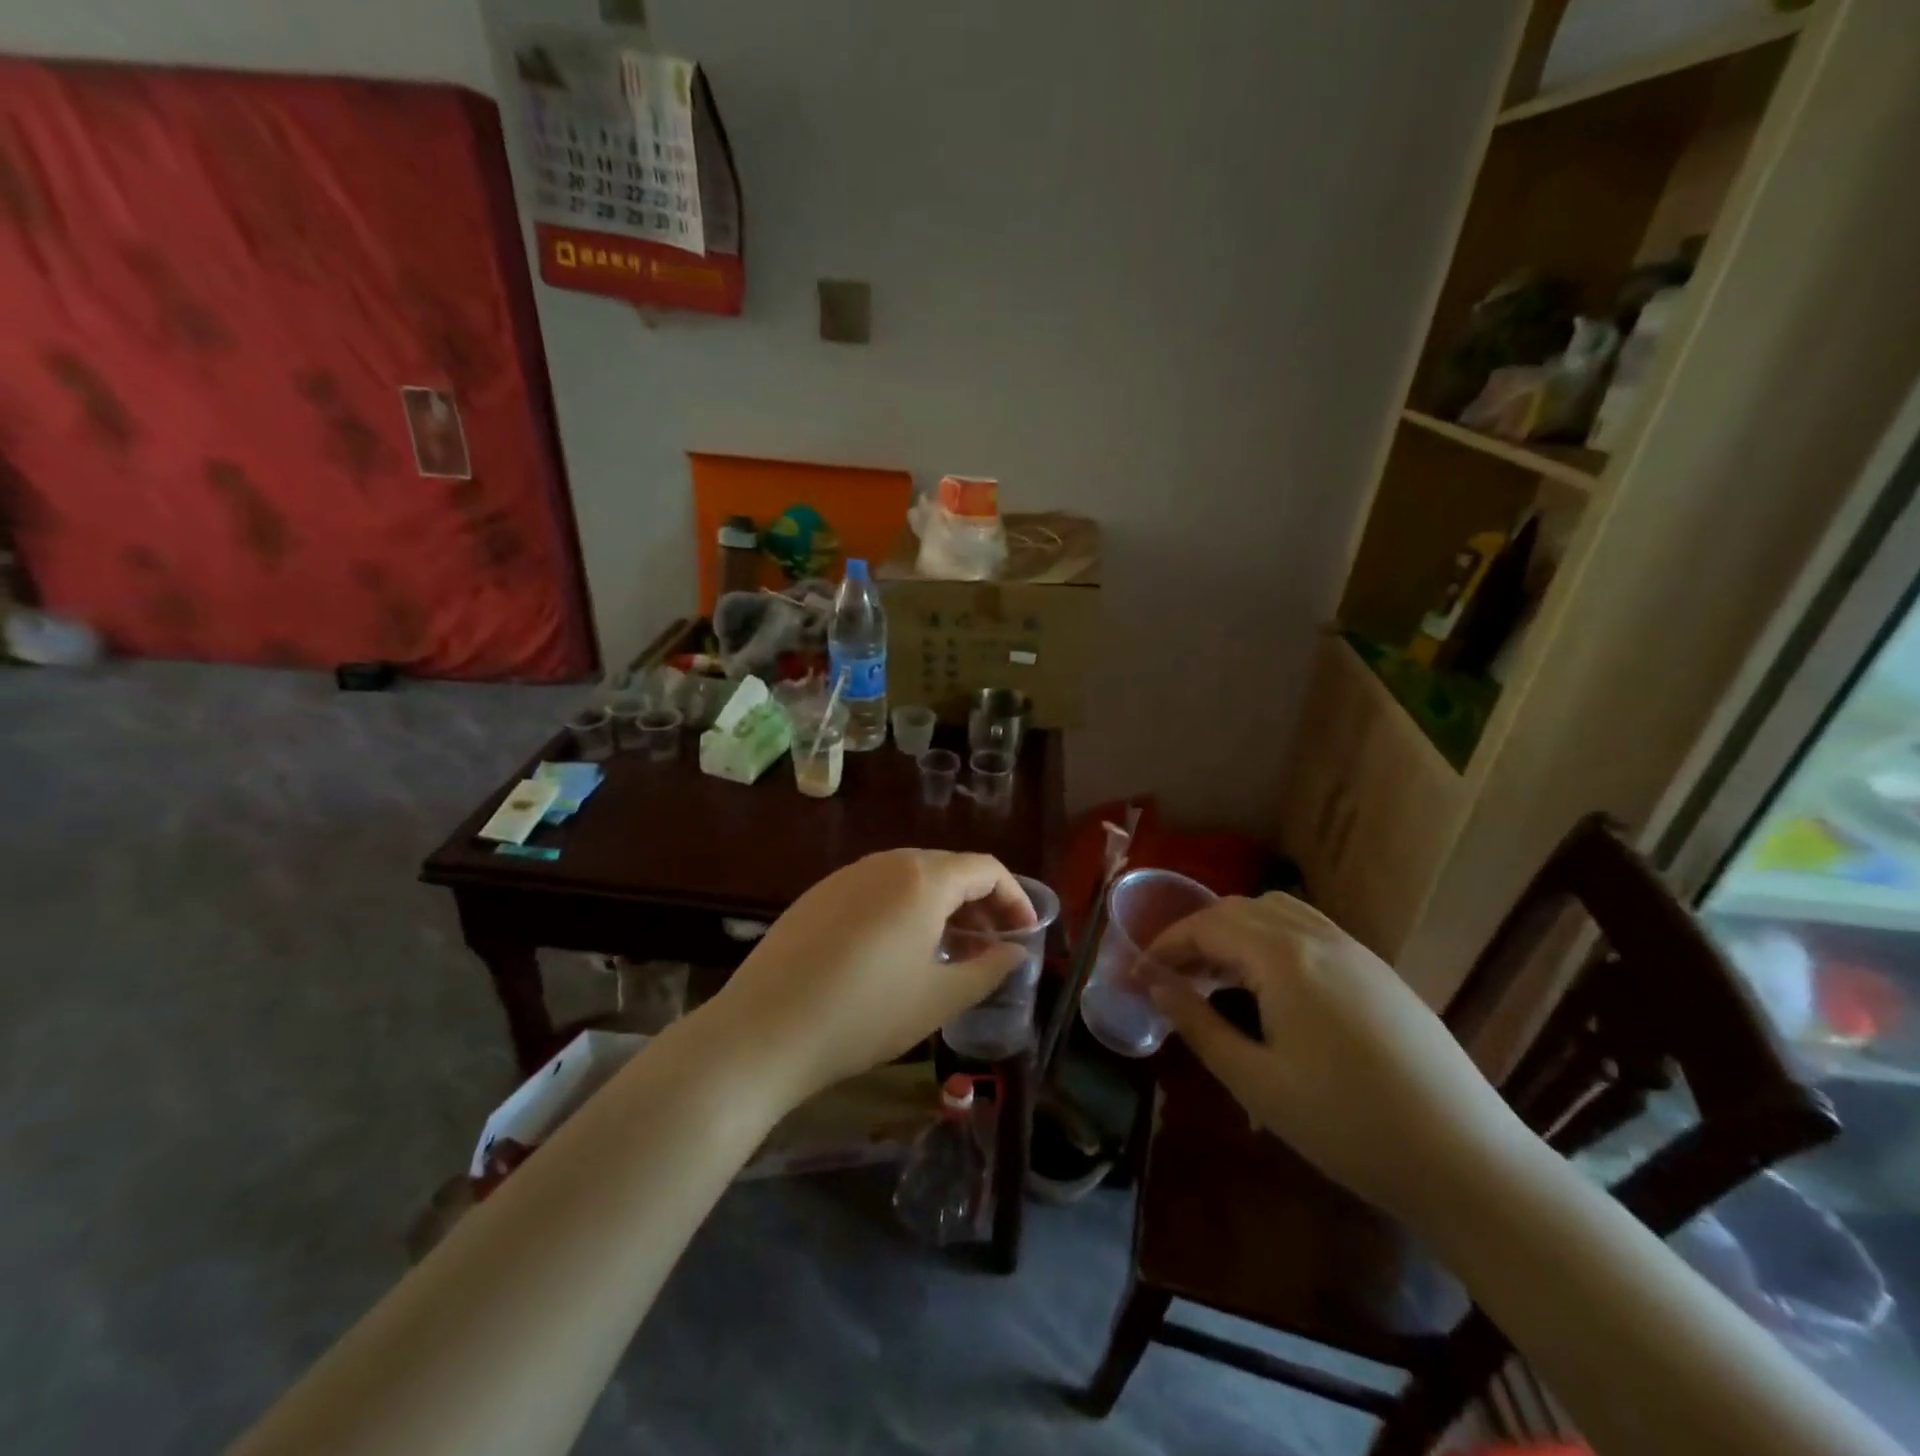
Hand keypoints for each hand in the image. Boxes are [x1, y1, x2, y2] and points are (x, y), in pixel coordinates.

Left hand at [705, 850, 1036, 1105]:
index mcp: (922, 879)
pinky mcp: (817, 895)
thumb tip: (1015, 952)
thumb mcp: (939, 998)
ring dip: (940, 905)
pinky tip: (895, 950)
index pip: (985, 868)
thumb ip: (988, 969)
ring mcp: (846, 876)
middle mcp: (885, 863)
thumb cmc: (865, 1014)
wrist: (763, 1031)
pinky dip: (902, 908)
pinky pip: (875, 889)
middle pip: (947, 868)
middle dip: (978, 901)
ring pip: (909, 877)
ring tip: (947, 949)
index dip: (1014, 897)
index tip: (1024, 933)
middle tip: (990, 943)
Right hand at [1145, 893, 1524, 1220]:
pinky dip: (1273, 937)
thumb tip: (1155, 985)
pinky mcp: (1379, 970)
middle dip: (1198, 933)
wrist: (1466, 1161)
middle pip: (1240, 909)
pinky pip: (1310, 929)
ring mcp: (1355, 950)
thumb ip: (1198, 1024)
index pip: (1207, 925)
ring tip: (1218, 975)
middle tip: (1174, 976)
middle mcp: (1318, 936)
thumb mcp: (1256, 1081)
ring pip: (1277, 912)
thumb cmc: (1347, 1125)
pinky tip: (1273, 984)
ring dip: (1236, 930)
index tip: (1140, 972)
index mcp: (1283, 957)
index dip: (1166, 943)